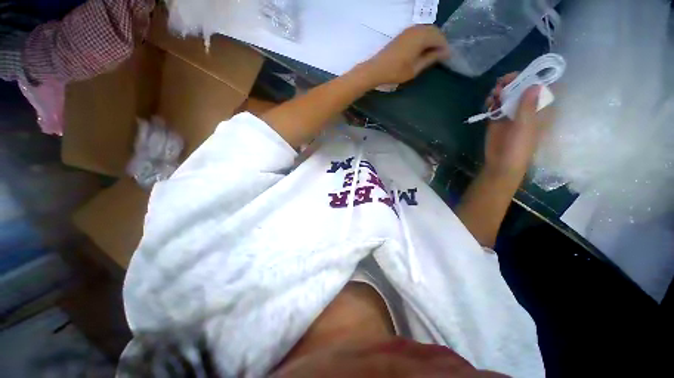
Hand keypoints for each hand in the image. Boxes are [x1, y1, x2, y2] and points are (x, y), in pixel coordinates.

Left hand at [357, 25, 449, 86]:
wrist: (376, 69)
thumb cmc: (396, 71)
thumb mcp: (415, 68)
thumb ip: (430, 59)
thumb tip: (443, 53)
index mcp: (421, 37)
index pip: (440, 38)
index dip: (445, 48)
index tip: (447, 58)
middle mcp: (417, 29)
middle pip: (435, 31)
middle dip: (440, 42)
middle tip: (441, 56)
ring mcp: (409, 30)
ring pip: (427, 31)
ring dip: (432, 40)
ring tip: (432, 54)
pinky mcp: (403, 34)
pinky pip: (419, 32)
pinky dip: (424, 39)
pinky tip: (422, 50)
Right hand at [484, 72, 548, 180]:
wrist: (501, 162)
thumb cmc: (519, 146)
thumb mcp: (526, 126)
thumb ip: (528, 106)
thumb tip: (535, 84)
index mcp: (539, 109)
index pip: (539, 88)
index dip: (531, 79)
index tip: (519, 76)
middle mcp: (525, 108)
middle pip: (520, 89)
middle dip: (511, 83)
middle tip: (501, 84)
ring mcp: (510, 114)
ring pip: (506, 96)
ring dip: (500, 92)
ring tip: (493, 95)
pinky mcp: (496, 119)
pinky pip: (494, 106)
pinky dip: (491, 102)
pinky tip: (488, 103)